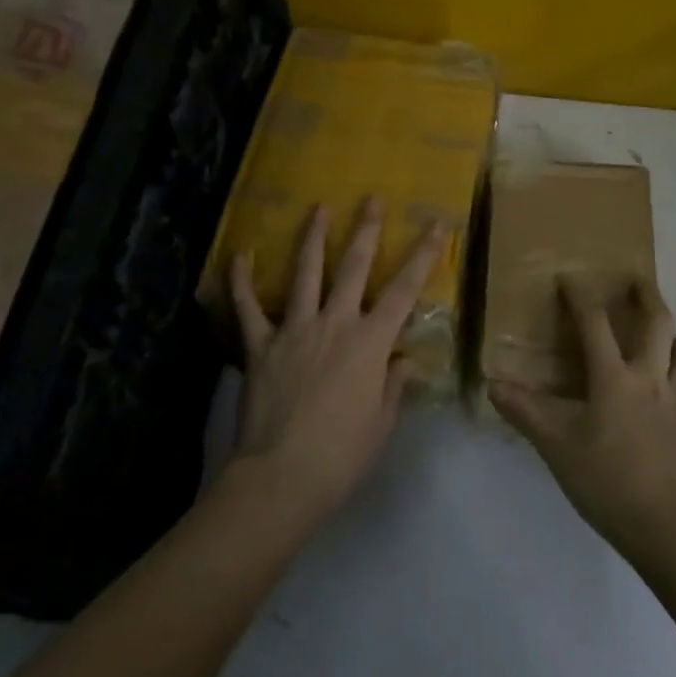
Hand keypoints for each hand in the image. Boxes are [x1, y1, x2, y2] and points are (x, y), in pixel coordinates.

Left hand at [228, 197, 446, 531]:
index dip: (423, 255)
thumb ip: (393, 384)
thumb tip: (403, 358)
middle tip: (371, 198)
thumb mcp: (382, 423)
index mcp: (370, 343)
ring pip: (304, 274)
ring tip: (318, 208)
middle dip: (366, 229)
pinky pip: (248, 308)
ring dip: (312, 238)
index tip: (435, 225)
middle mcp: (334, 324)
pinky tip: (240, 254)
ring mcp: (294, 330)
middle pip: (354, 267)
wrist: (281, 478)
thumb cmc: (341, 455)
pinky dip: (241, 281)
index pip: (404, 291)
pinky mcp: (260, 346)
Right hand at [490, 279, 675, 568]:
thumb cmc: (606, 480)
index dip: (580, 297)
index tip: (569, 278)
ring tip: (660, 336)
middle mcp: (651, 379)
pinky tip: (666, 396)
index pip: (595, 324)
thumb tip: (493, 384)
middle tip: (637, 281)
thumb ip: (525, 412)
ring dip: (672, 338)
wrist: (666, 529)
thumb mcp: (556, 446)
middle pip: (659, 324)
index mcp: (615, 378)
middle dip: (647, 296)